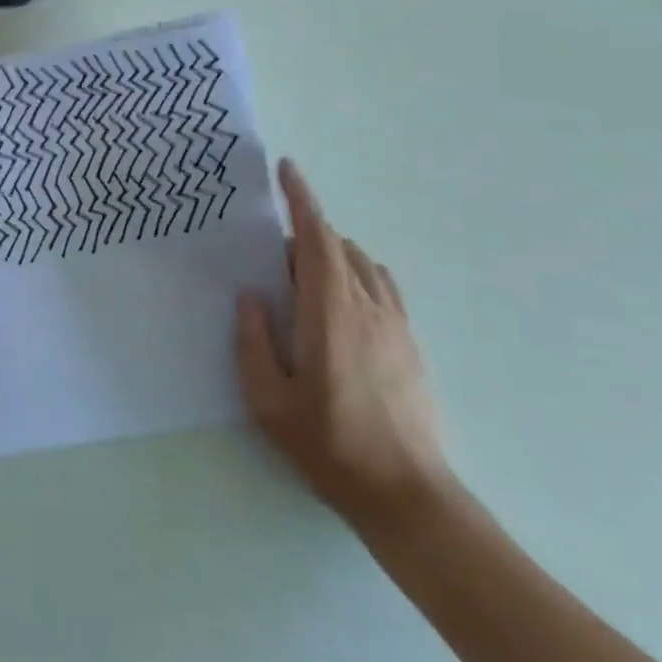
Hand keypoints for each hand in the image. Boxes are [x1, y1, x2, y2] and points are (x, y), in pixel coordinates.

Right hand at [235, 159, 453, 531]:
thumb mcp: (268, 399)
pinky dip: (357, 275)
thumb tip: (251, 294)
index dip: (301, 198)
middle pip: (336, 245)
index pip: (316, 237)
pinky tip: (341, 305)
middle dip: (303, 238)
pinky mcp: (410, 341)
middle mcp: (367, 304)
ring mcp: (395, 322)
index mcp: (329, 310)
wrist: (406, 493)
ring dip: (330, 256)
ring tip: (303, 289)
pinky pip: (382, 285)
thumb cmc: (329, 444)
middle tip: (273, 266)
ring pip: (361, 263)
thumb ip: (253, 340)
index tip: (286, 168)